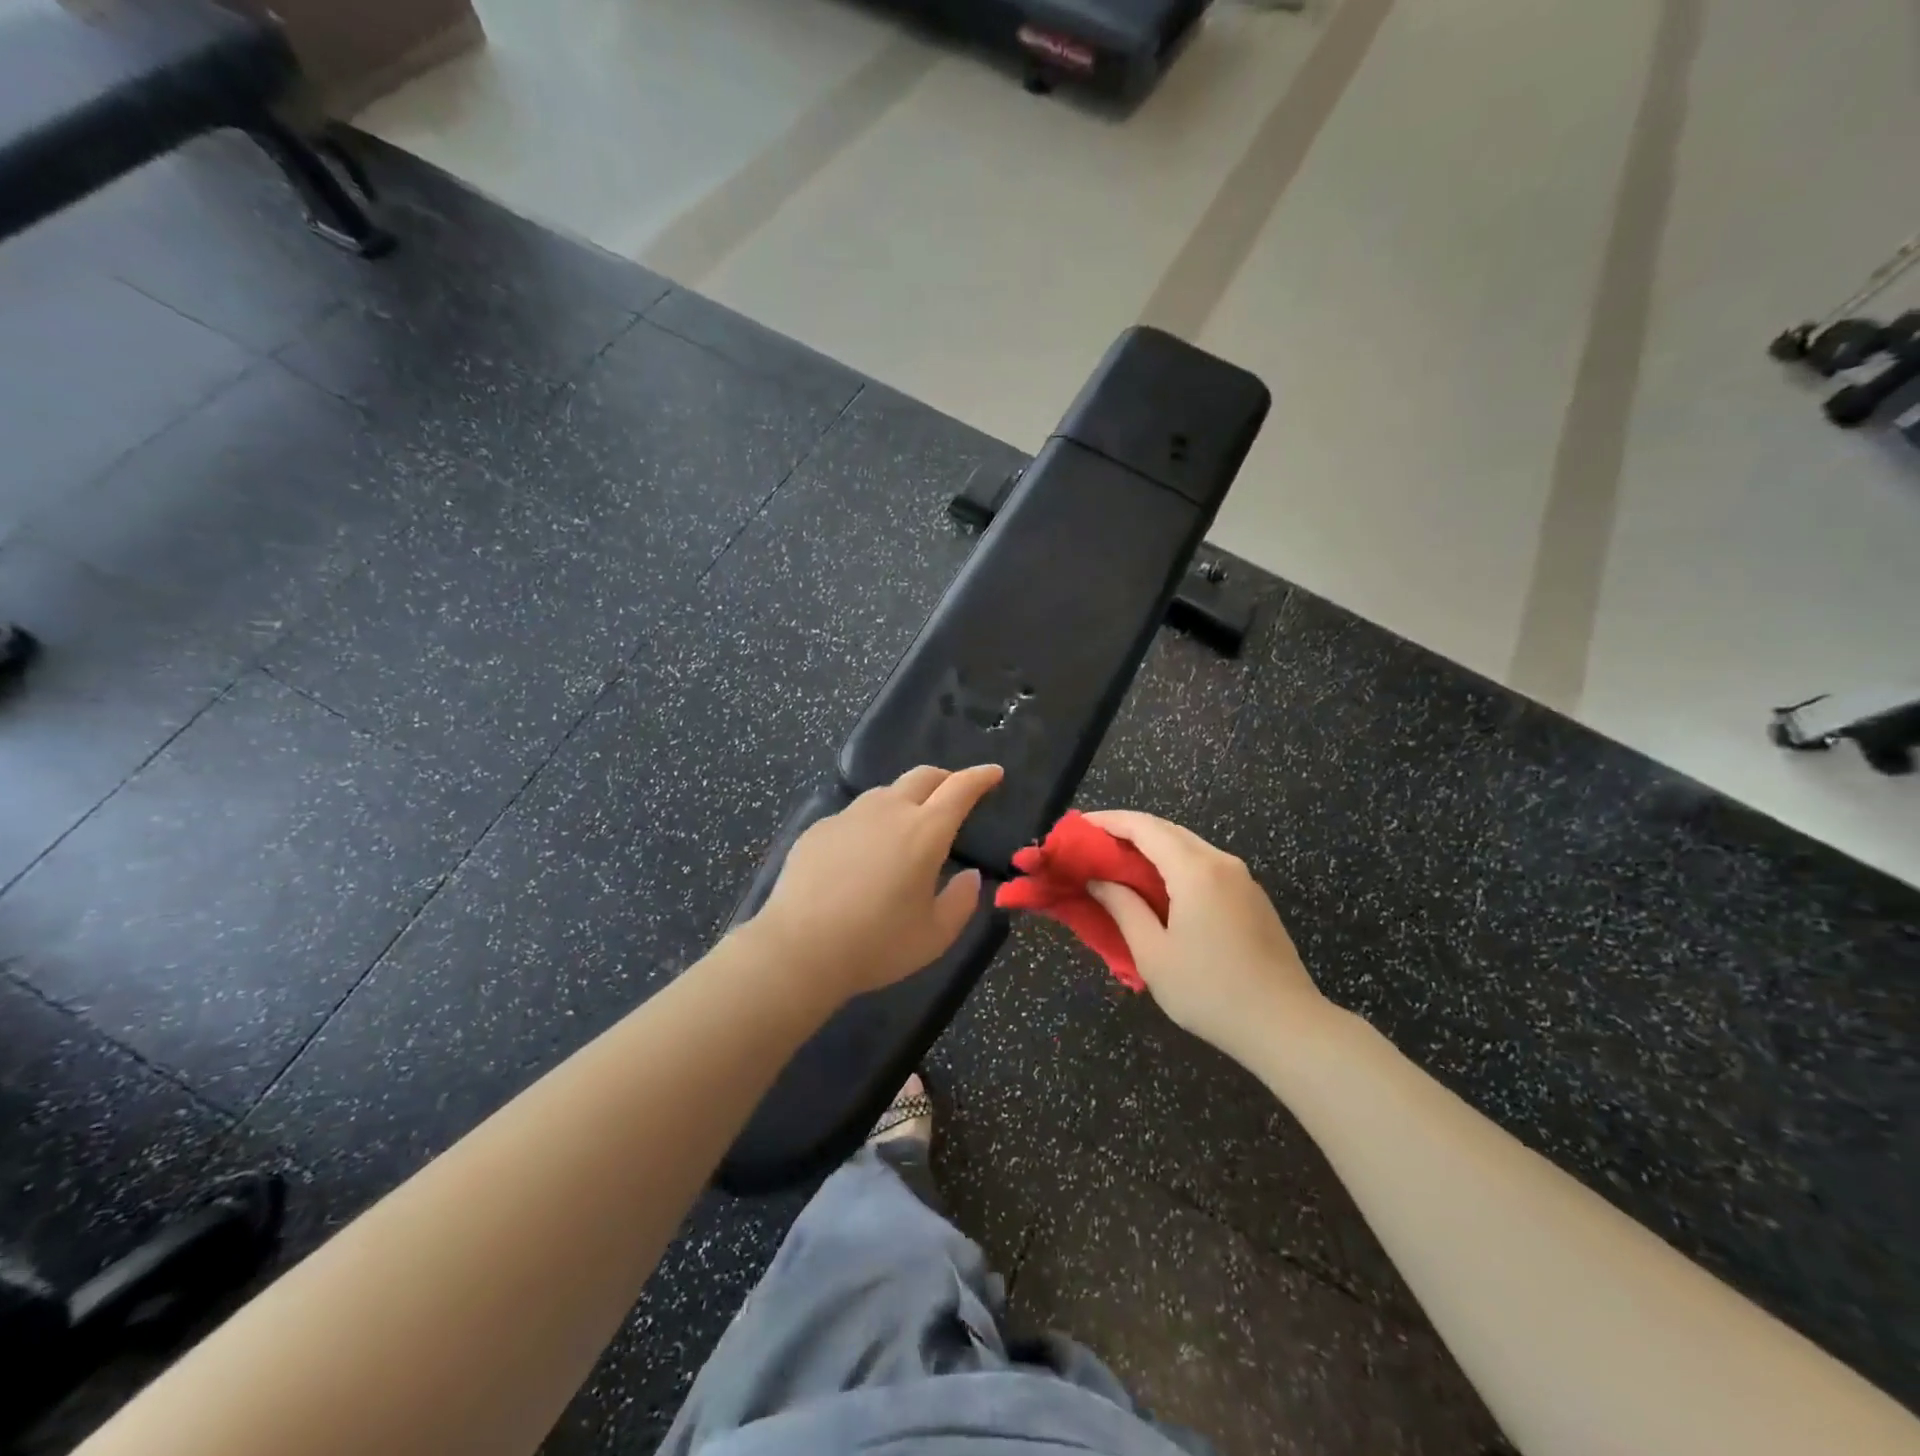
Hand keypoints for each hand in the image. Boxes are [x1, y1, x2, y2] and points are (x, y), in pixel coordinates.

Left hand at [750, 764, 1003, 999]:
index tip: (994, 774)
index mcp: (925, 832)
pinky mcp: (820, 828)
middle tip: (955, 793)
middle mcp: (889, 811)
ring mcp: (849, 815)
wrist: (798, 949)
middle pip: (923, 776)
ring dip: (907, 798)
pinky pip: (855, 814)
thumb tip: (969, 876)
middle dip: (946, 778)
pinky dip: (872, 822)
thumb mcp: (935, 936)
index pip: (960, 788)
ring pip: (887, 792)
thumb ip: (961, 901)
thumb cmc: (876, 945)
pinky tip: (864, 853)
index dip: (981, 777)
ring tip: (909, 824)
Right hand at [1081, 810, 1328, 1064]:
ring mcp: (1242, 879)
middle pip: (1167, 830)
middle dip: (1128, 831)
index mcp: (1195, 870)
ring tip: (1118, 864)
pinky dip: (1174, 865)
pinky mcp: (1252, 898)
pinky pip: (1205, 866)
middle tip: (1093, 845)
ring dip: (1152, 848)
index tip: (1078, 826)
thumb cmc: (1210, 991)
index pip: (1144, 827)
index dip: (1108, 821)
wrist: (1287, 1027)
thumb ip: (1123, 908)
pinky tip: (1158, 887)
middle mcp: (1221, 862)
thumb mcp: (1153, 953)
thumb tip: (1099, 881)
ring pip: (1189, 847)